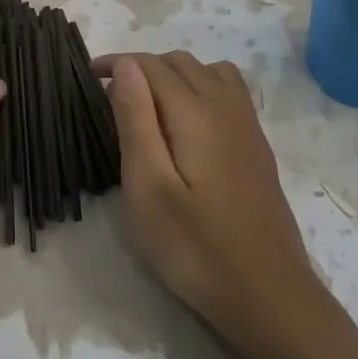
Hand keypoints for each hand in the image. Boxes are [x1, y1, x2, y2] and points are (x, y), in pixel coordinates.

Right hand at [101, 53, 321, 347]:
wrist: (269, 296)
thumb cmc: (196, 248)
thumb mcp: (148, 188)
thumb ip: (136, 120)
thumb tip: (128, 65)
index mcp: (196, 113)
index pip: (152, 65)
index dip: (118, 63)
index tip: (88, 76)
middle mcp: (226, 107)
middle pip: (181, 62)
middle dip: (143, 67)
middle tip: (112, 97)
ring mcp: (248, 125)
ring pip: (209, 71)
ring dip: (174, 74)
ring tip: (149, 105)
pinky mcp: (258, 146)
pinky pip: (229, 91)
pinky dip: (202, 86)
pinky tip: (188, 123)